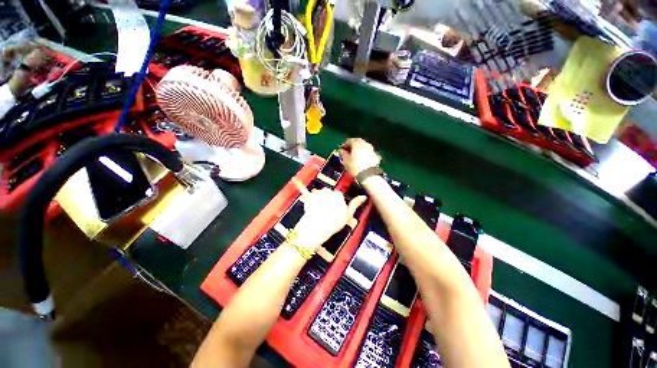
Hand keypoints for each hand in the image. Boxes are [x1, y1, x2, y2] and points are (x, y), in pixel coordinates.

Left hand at [291, 178, 365, 251]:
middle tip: (325, 211)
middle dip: (326, 200)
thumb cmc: (335, 222)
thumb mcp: (348, 215)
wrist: (317, 227)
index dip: (335, 204)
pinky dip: (299, 185)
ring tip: (316, 209)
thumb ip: (355, 204)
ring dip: (317, 197)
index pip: (338, 196)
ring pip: (318, 192)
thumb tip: (363, 196)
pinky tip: (295, 180)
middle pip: (327, 193)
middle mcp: (328, 191)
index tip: (334, 212)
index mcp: (338, 195)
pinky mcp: (308, 197)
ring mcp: (317, 194)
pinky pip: (304, 189)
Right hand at [339, 138, 380, 176]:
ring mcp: (371, 149)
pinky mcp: (375, 155)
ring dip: (358, 149)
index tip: (342, 149)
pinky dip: (363, 153)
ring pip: (363, 146)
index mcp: (356, 143)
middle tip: (348, 151)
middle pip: (357, 141)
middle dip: (352, 145)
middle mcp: (365, 144)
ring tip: (354, 155)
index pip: (349, 141)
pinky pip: (367, 151)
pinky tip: (361, 158)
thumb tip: (342, 151)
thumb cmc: (355, 167)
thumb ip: (343, 154)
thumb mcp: (345, 160)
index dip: (344, 145)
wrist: (368, 175)